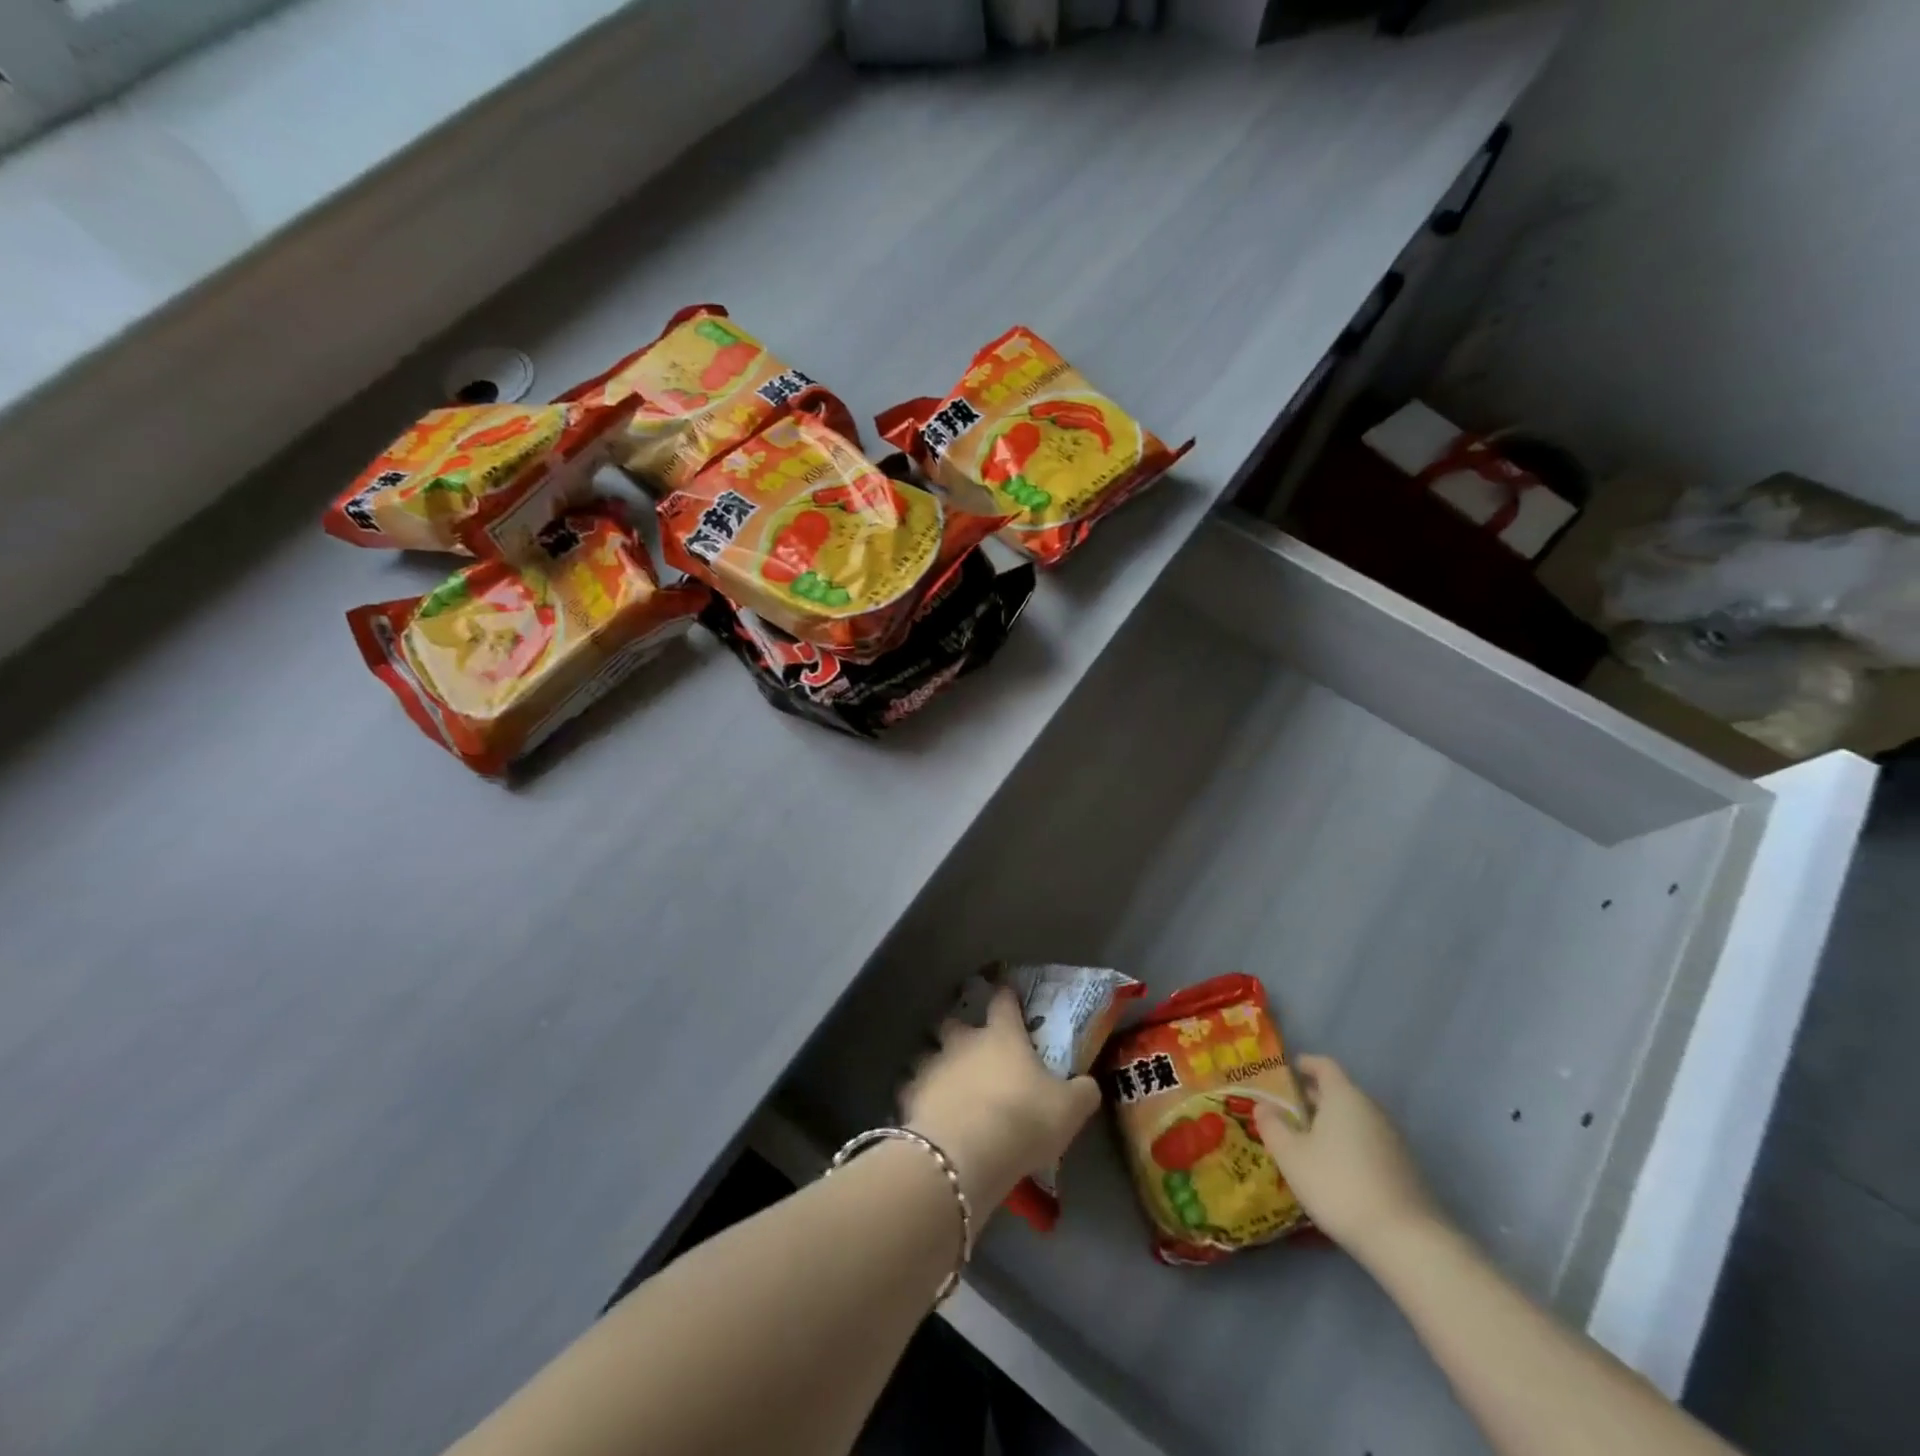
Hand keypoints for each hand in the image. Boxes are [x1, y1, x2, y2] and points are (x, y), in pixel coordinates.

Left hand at [902, 988, 1102, 1216]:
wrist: (967, 1152)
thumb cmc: (1024, 1120)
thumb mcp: (1070, 1110)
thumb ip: (1081, 1092)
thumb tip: (1087, 1084)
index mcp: (1002, 1036)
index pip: (1003, 1001)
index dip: (1006, 994)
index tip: (1006, 991)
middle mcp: (963, 1042)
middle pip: (953, 1021)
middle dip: (956, 1028)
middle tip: (964, 1043)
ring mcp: (933, 1065)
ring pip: (925, 1052)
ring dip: (932, 1061)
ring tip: (939, 1078)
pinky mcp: (910, 1095)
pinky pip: (909, 1088)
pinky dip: (915, 1095)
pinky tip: (922, 1109)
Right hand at [1254, 1055, 1442, 1262]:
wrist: (1406, 1240)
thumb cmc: (1338, 1184)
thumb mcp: (1291, 1155)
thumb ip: (1272, 1125)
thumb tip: (1262, 1105)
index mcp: (1344, 1096)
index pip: (1323, 1065)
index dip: (1303, 1064)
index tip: (1285, 1072)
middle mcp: (1371, 1109)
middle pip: (1340, 1092)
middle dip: (1313, 1098)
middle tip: (1286, 1110)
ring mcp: (1392, 1139)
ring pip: (1355, 1120)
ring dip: (1331, 1124)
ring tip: (1307, 1142)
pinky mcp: (1404, 1168)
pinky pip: (1368, 1143)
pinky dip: (1349, 1145)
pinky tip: (1335, 1170)